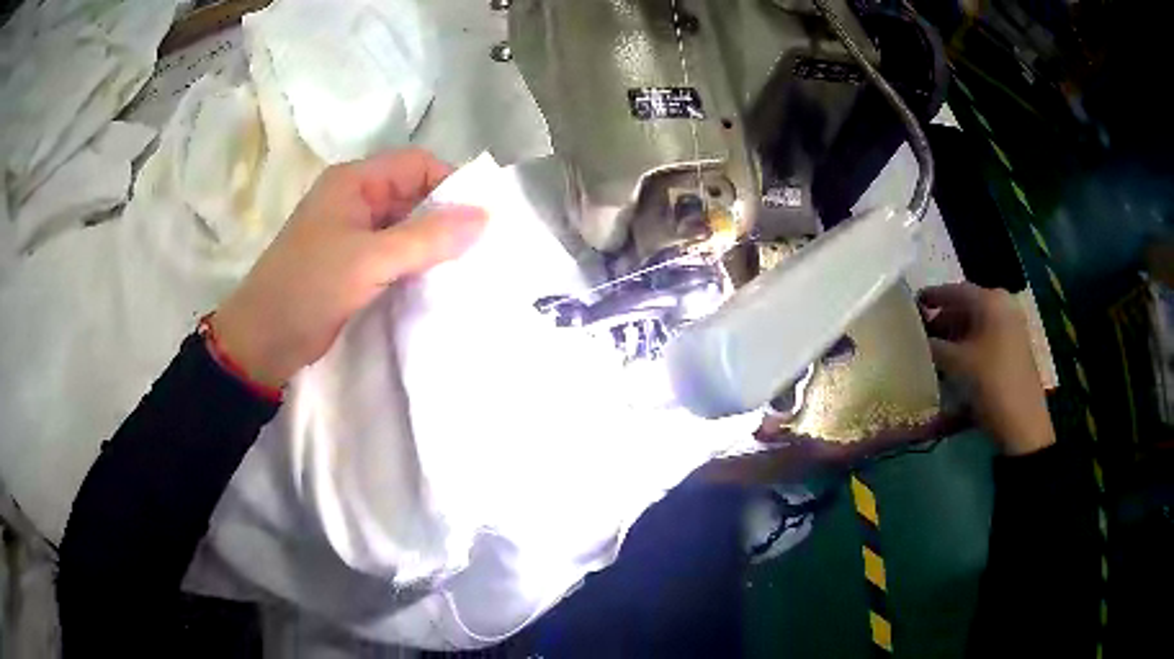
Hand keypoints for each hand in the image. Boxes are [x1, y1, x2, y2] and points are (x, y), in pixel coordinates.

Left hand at [211, 149, 486, 388]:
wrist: (262, 342)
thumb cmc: (308, 289)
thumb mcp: (369, 260)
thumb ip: (427, 238)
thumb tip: (484, 217)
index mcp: (354, 182)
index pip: (416, 164)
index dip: (451, 183)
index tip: (481, 218)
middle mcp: (355, 199)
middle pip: (413, 194)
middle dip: (446, 216)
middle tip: (481, 247)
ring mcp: (353, 233)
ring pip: (406, 226)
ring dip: (433, 243)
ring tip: (468, 266)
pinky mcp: (353, 264)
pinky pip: (394, 253)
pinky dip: (416, 263)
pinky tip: (438, 281)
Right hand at [918, 283, 1054, 455]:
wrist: (1023, 423)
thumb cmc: (990, 382)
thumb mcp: (956, 363)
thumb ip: (933, 346)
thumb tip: (917, 339)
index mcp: (990, 301)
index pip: (955, 290)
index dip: (932, 297)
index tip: (912, 305)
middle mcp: (1003, 306)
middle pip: (966, 306)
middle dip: (942, 319)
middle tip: (920, 334)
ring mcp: (1011, 327)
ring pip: (976, 324)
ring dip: (954, 335)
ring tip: (933, 352)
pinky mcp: (1014, 348)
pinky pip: (985, 338)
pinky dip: (968, 346)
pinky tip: (954, 364)